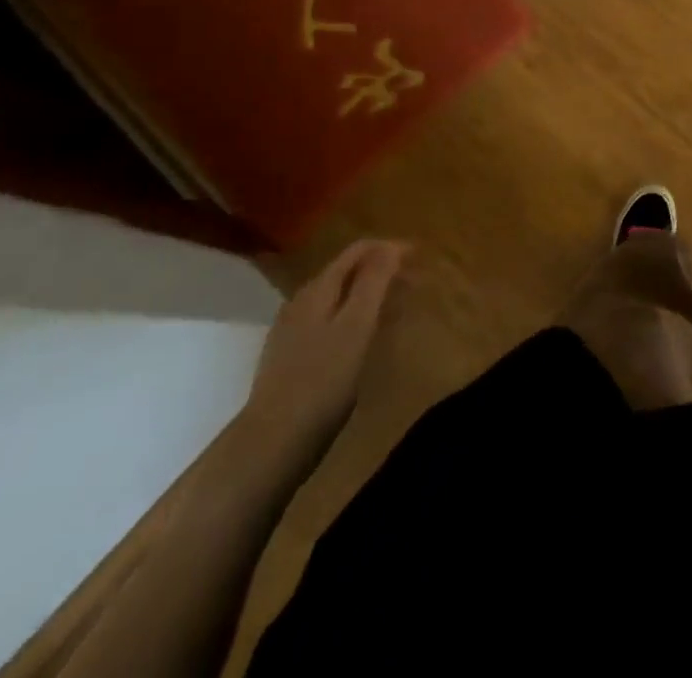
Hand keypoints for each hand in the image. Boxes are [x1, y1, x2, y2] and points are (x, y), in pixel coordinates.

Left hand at [245, 239, 406, 449]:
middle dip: (383, 271)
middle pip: (347, 271)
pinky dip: (354, 316)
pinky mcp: (290, 356)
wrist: (271, 444)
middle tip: (415, 285)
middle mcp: (301, 301)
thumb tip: (390, 246)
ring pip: (338, 297)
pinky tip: (364, 338)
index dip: (391, 249)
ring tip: (396, 310)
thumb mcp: (356, 326)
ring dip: (369, 295)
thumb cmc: (322, 381)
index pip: (358, 250)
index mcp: (318, 289)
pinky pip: (329, 320)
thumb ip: (373, 282)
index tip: (420, 259)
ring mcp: (291, 330)